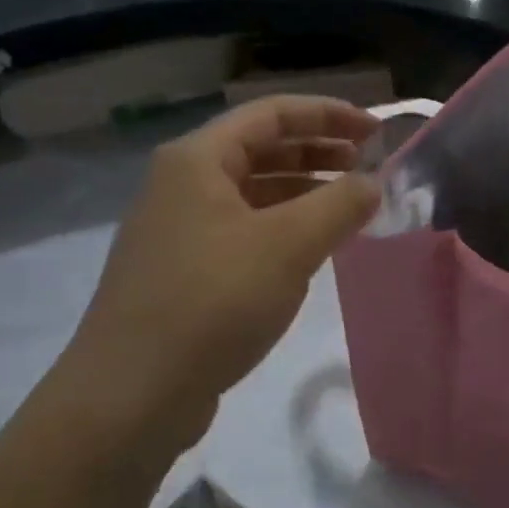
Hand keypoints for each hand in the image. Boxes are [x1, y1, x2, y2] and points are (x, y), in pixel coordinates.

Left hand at [50, 97, 380, 448]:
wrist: (132, 392)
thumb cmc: (212, 303)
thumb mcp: (287, 247)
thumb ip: (338, 207)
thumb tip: (373, 184)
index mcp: (197, 160)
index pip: (271, 114)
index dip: (328, 115)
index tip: (376, 132)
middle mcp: (181, 185)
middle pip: (259, 150)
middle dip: (317, 152)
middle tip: (368, 168)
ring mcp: (178, 231)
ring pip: (251, 195)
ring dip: (301, 193)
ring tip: (348, 208)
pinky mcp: (182, 274)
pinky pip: (242, 233)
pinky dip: (281, 231)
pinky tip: (309, 252)